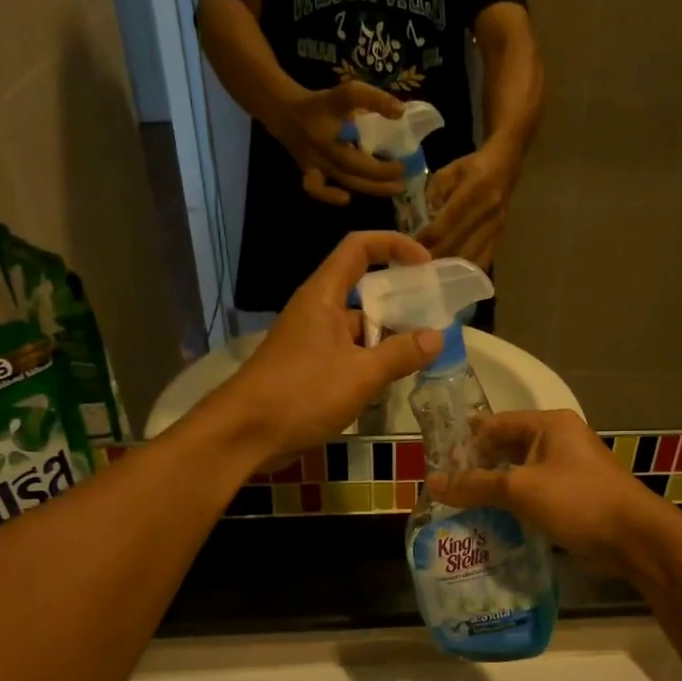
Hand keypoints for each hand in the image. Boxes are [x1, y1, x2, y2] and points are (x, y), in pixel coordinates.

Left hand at [209, 231, 442, 458]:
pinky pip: (348, 356)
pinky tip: (393, 383)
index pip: (359, 248)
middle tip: (435, 321)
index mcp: (324, 295)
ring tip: (423, 357)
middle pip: (364, 291)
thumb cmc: (302, 394)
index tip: (426, 265)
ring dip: (388, 339)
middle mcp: (316, 311)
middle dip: (400, 303)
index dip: (394, 246)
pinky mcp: (308, 370)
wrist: (244, 434)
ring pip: (358, 330)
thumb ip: (401, 354)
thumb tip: (437, 336)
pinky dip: (371, 363)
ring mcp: (311, 342)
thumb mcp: (362, 374)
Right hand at [265, 83, 410, 207]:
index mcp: (332, 116)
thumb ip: (373, 100)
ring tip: (394, 188)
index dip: (379, 116)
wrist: (284, 112)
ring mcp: (315, 161)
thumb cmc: (321, 105)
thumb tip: (401, 112)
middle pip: (355, 165)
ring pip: (345, 179)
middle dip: (382, 173)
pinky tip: (347, 197)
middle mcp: (324, 143)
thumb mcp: (346, 95)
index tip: (402, 134)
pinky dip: (331, 195)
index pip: (354, 109)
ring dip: (371, 186)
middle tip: (405, 174)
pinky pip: (317, 188)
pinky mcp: (309, 172)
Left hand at [420, 140, 521, 266]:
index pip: (449, 219)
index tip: (413, 246)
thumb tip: (426, 217)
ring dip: (451, 267)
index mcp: (476, 189)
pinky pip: (483, 259)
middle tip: (418, 265)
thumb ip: (435, 191)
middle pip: (459, 241)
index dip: (430, 235)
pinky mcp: (501, 237)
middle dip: (436, 254)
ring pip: (471, 255)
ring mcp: (496, 226)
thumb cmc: (473, 167)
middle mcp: (488, 210)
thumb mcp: (450, 170)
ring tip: (433, 273)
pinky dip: (467, 269)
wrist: (506, 167)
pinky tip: (454, 275)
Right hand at [426, 410, 669, 571]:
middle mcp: (557, 441)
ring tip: (456, 507)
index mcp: (548, 425)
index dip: (464, 440)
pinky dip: (511, 506)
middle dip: (475, 467)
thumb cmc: (577, 500)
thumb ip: (475, 485)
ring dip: (492, 490)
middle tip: (442, 488)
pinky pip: (532, 495)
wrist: (633, 538)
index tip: (434, 459)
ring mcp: (566, 470)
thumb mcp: (520, 489)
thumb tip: (433, 483)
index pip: (494, 424)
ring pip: (517, 475)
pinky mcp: (570, 497)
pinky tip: (487, 522)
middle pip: (505, 449)